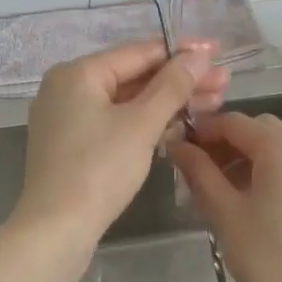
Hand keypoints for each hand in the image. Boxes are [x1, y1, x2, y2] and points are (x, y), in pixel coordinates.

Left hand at [13, 40, 228, 245]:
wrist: (56, 229)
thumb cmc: (99, 169)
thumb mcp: (141, 124)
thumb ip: (172, 86)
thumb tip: (198, 55)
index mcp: (78, 74)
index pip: (139, 52)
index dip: (183, 53)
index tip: (219, 53)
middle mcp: (68, 88)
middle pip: (134, 77)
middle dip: (180, 81)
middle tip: (225, 83)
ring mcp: (68, 118)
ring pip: (127, 102)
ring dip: (169, 103)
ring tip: (214, 103)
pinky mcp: (74, 146)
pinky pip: (116, 123)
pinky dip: (146, 123)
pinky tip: (181, 126)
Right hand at [170, 111, 281, 281]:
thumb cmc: (268, 261)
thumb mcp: (225, 213)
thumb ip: (199, 172)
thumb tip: (179, 146)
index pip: (236, 122)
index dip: (205, 130)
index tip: (181, 147)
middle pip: (262, 132)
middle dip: (229, 145)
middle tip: (201, 172)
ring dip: (252, 159)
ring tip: (225, 190)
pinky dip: (276, 173)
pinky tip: (257, 202)